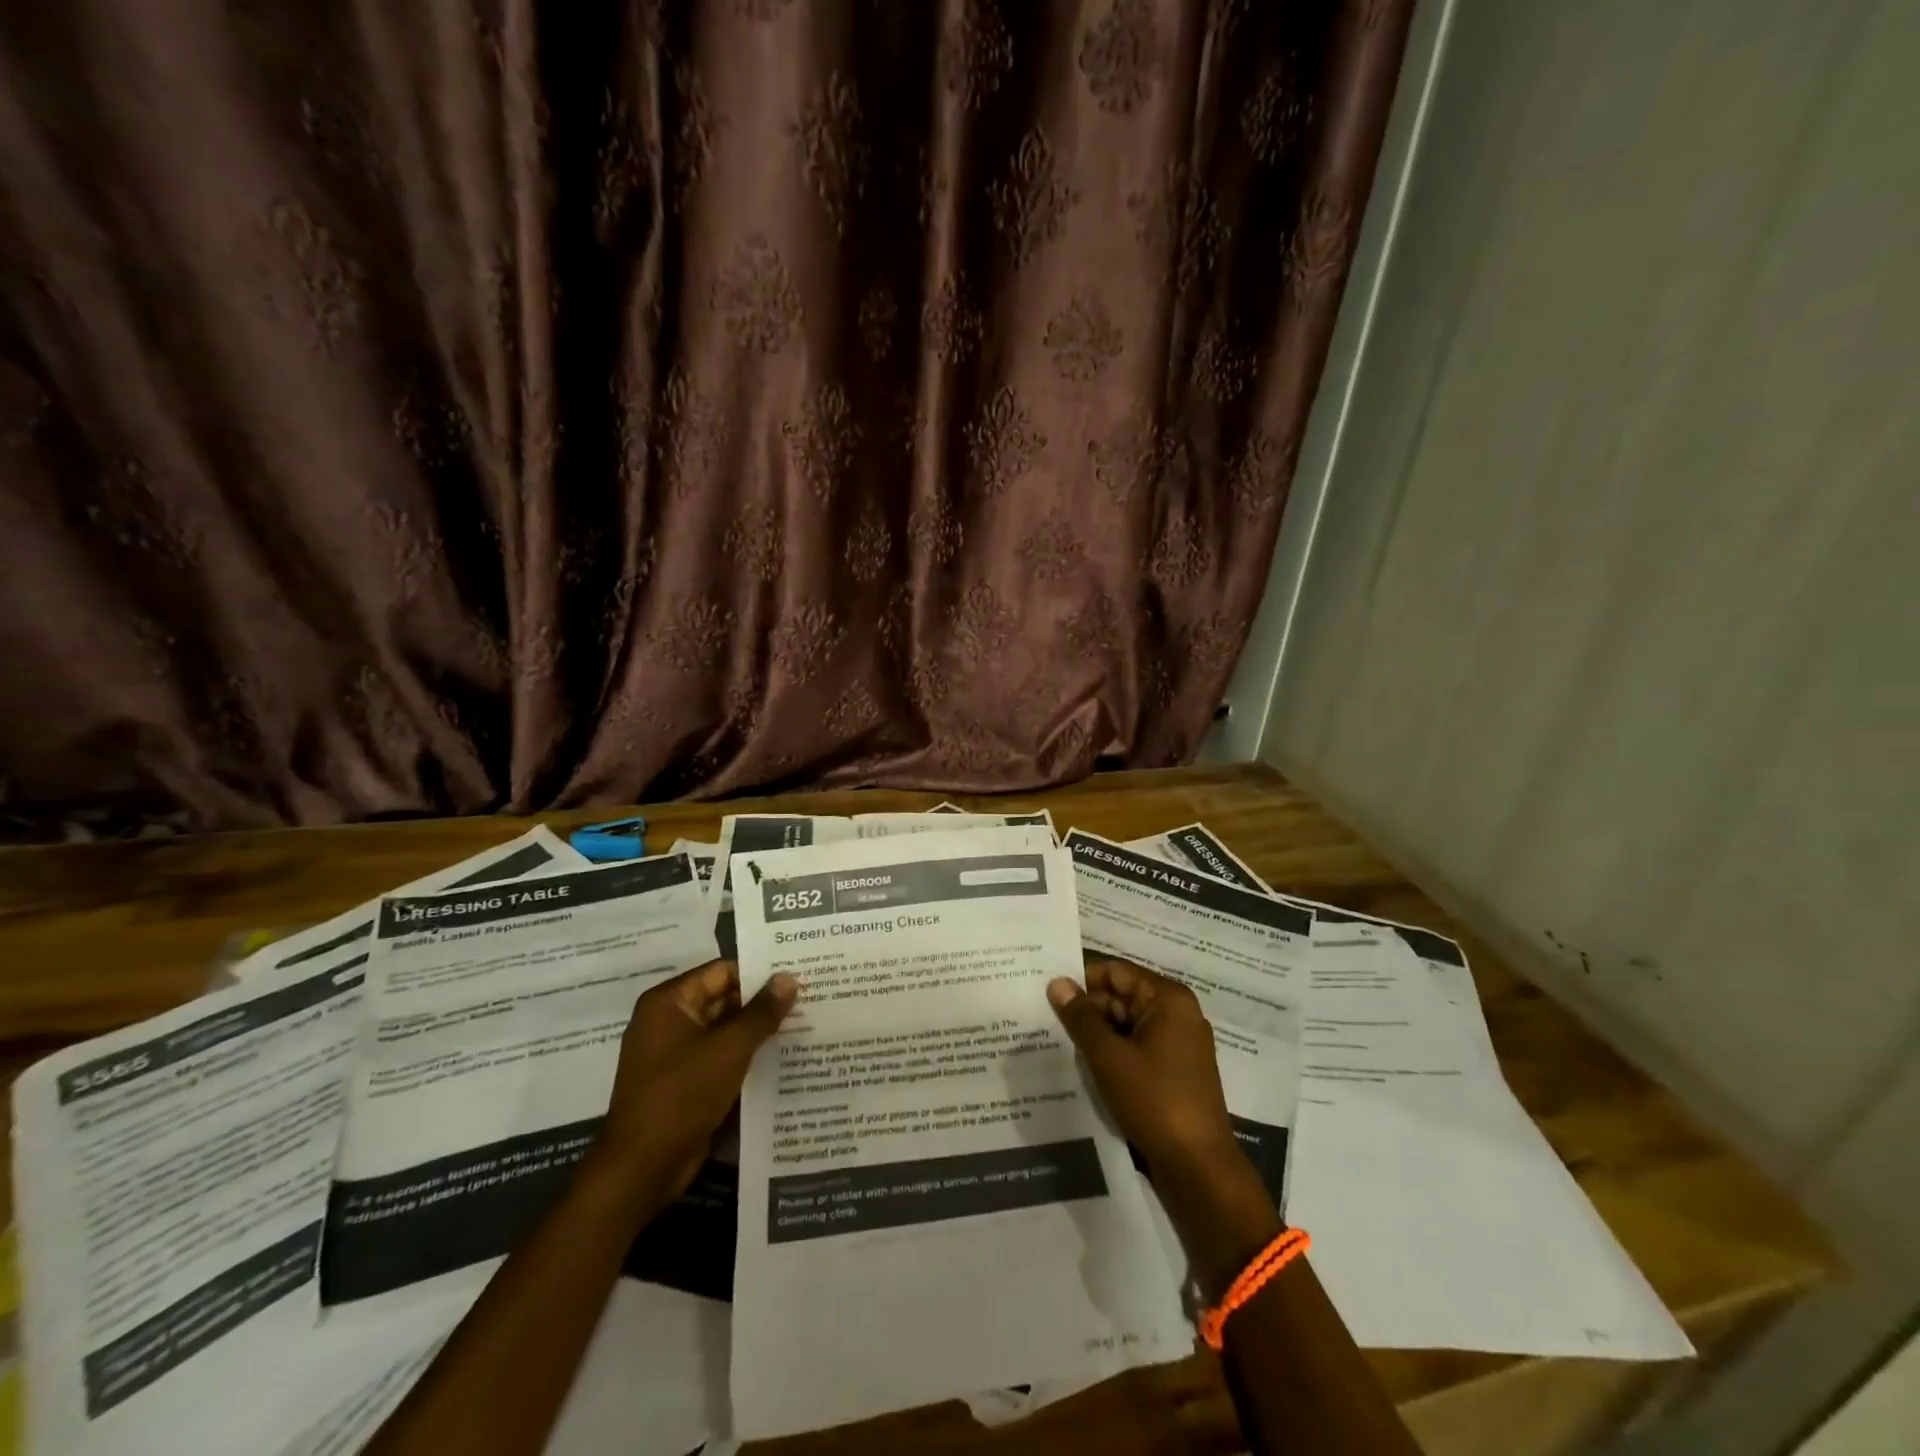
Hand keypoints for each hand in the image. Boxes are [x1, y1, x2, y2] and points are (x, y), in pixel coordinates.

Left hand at [599, 960, 797, 1200]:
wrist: (641, 1169)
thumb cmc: (682, 1095)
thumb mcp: (729, 1049)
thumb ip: (762, 1012)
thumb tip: (788, 978)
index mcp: (669, 1002)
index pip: (722, 971)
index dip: (759, 973)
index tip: (797, 975)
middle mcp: (667, 1021)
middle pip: (723, 999)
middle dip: (761, 1003)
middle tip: (807, 999)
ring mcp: (673, 1054)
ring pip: (723, 1031)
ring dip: (756, 1031)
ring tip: (802, 1025)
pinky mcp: (682, 1083)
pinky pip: (718, 1058)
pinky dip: (744, 1056)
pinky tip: (780, 1058)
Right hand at [1046, 957, 1238, 1176]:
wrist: (1199, 1168)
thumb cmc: (1154, 1101)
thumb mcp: (1109, 1057)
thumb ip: (1081, 1017)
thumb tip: (1057, 982)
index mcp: (1168, 999)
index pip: (1117, 972)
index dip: (1081, 977)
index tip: (1046, 987)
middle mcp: (1177, 1014)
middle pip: (1122, 996)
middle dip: (1086, 1007)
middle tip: (1044, 1015)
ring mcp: (1178, 1044)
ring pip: (1127, 1024)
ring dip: (1097, 1032)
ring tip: (1056, 1038)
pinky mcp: (1174, 1071)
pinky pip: (1136, 1047)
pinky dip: (1112, 1052)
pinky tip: (1083, 1063)